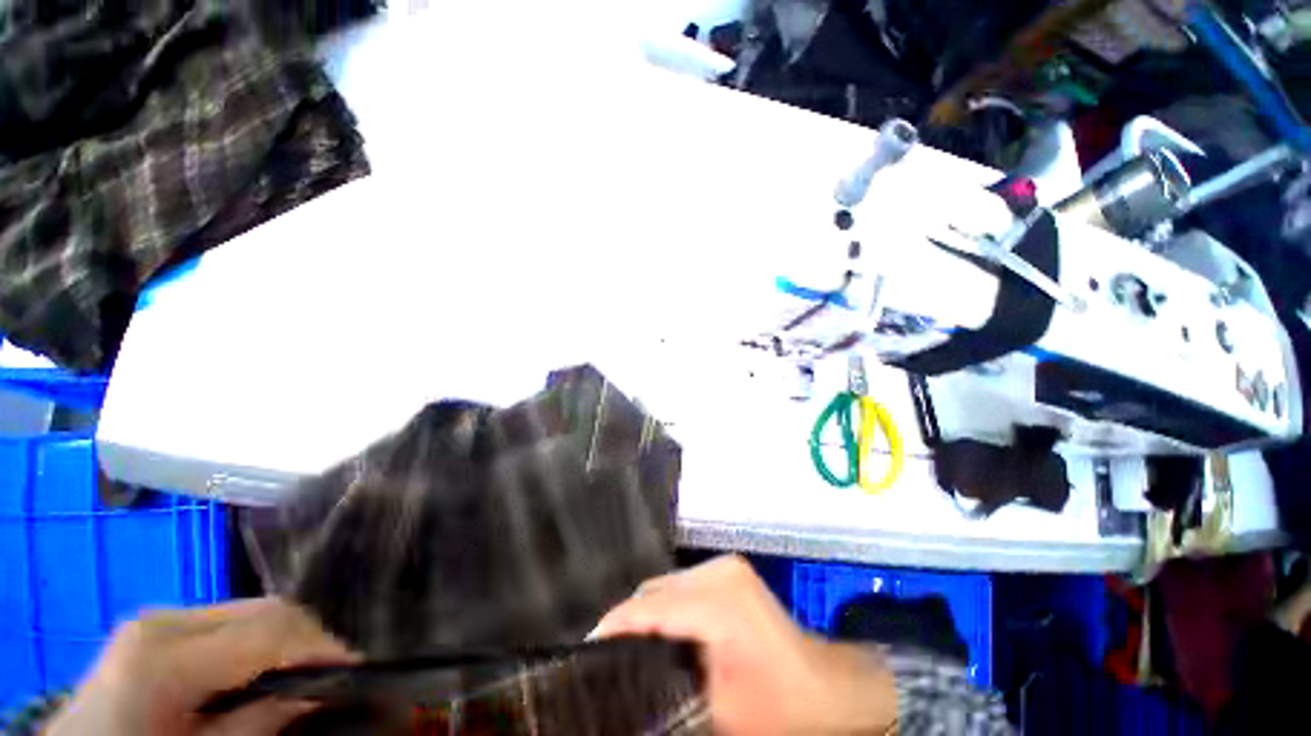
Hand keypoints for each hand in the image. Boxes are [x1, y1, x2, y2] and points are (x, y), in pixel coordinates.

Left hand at [46, 597, 356, 735]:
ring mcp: (157, 618)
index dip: (320, 645)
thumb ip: (259, 722)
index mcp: (165, 657)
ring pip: (251, 607)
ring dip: (286, 635)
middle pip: (263, 608)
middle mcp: (164, 621)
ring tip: (304, 668)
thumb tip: (320, 692)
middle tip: (334, 669)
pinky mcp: (157, 624)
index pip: (268, 630)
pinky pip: (228, 619)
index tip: (358, 665)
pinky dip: (258, 638)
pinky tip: (262, 665)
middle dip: (309, 636)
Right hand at [593, 555, 896, 734]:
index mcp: (720, 601)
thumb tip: (626, 678)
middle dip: (630, 618)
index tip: (588, 645)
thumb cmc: (778, 707)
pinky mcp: (729, 571)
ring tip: (630, 643)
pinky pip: (682, 583)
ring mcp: (726, 567)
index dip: (617, 623)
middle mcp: (720, 571)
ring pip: (667, 583)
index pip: (652, 606)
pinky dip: (667, 604)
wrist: (824, 688)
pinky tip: (661, 629)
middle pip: (657, 588)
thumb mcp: (718, 710)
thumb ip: (667, 685)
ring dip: (648, 610)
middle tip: (608, 653)